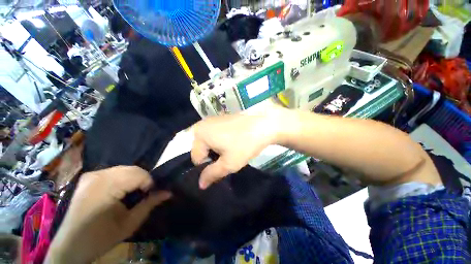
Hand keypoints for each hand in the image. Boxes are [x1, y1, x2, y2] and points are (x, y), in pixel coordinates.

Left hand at [45, 166, 170, 263]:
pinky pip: (114, 171)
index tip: (149, 195)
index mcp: (105, 189)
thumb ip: (149, 204)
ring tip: (132, 193)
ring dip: (133, 178)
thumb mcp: (129, 224)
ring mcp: (91, 175)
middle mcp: (97, 177)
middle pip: (132, 169)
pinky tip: (120, 190)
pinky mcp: (88, 177)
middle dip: (142, 179)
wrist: (71, 245)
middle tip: (142, 194)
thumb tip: (168, 192)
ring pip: (124, 168)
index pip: (138, 174)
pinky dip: (123, 178)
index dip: (149, 183)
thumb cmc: (101, 238)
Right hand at [191, 111, 280, 188]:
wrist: (262, 125)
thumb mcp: (228, 163)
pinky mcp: (220, 119)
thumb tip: (200, 185)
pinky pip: (213, 135)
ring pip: (207, 142)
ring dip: (216, 150)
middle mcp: (201, 125)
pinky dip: (219, 141)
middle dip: (212, 157)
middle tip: (227, 158)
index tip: (223, 165)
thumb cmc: (244, 144)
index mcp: (199, 134)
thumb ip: (212, 174)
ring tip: (230, 150)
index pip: (197, 158)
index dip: (209, 166)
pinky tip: (231, 142)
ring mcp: (211, 120)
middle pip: (201, 149)